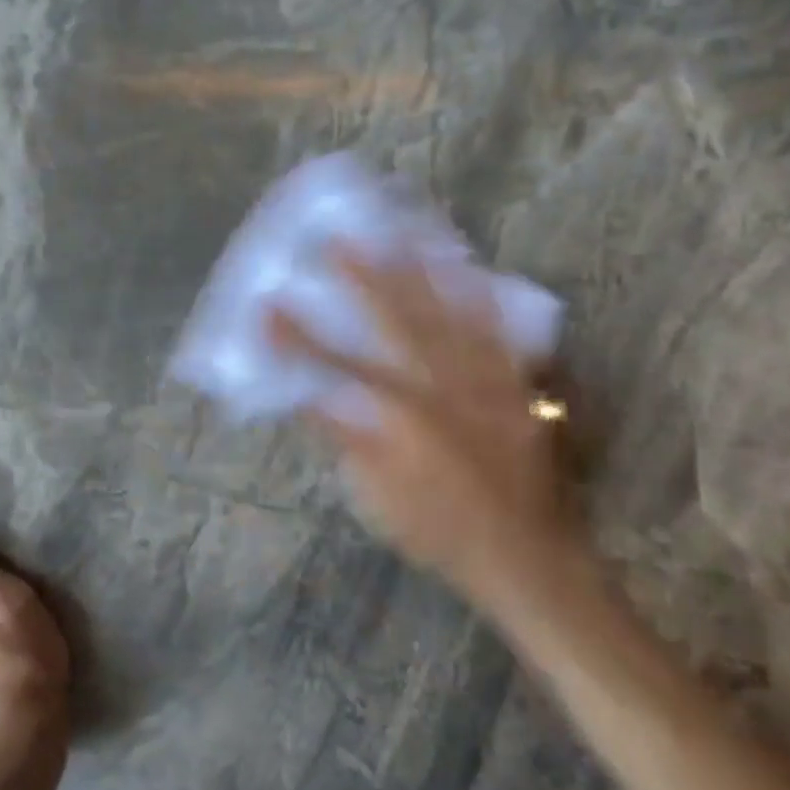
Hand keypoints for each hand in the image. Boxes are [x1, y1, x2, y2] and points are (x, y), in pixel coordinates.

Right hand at [269, 251, 583, 594]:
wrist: (522, 555)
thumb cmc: (440, 531)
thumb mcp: (379, 496)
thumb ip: (349, 439)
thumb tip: (315, 395)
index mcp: (402, 420)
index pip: (338, 367)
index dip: (299, 337)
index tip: (268, 306)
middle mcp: (443, 390)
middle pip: (397, 324)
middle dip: (364, 279)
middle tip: (338, 240)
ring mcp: (484, 385)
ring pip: (450, 317)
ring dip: (423, 273)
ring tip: (403, 234)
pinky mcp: (513, 389)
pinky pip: (500, 335)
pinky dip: (484, 300)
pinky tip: (472, 270)